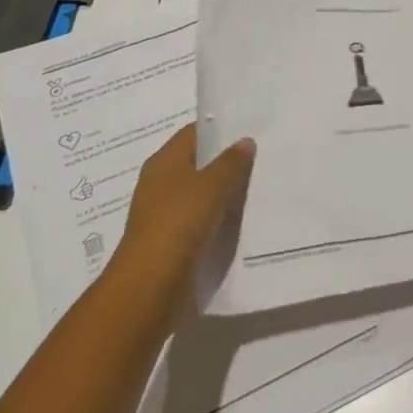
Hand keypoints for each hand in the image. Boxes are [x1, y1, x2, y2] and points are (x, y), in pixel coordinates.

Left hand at [113, 123, 254, 299]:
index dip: (220, 129)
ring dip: (223, 192)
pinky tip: (240, 218)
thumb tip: (245, 141)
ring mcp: (163, 212)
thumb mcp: (212, 185)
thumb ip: (231, 162)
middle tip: (260, 157)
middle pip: (197, 163)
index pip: (194, 133)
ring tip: (256, 186)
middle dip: (225, 161)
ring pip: (200, 193)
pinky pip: (199, 219)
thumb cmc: (179, 221)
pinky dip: (217, 216)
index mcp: (164, 161)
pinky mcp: (170, 239)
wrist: (151, 283)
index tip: (249, 129)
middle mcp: (160, 182)